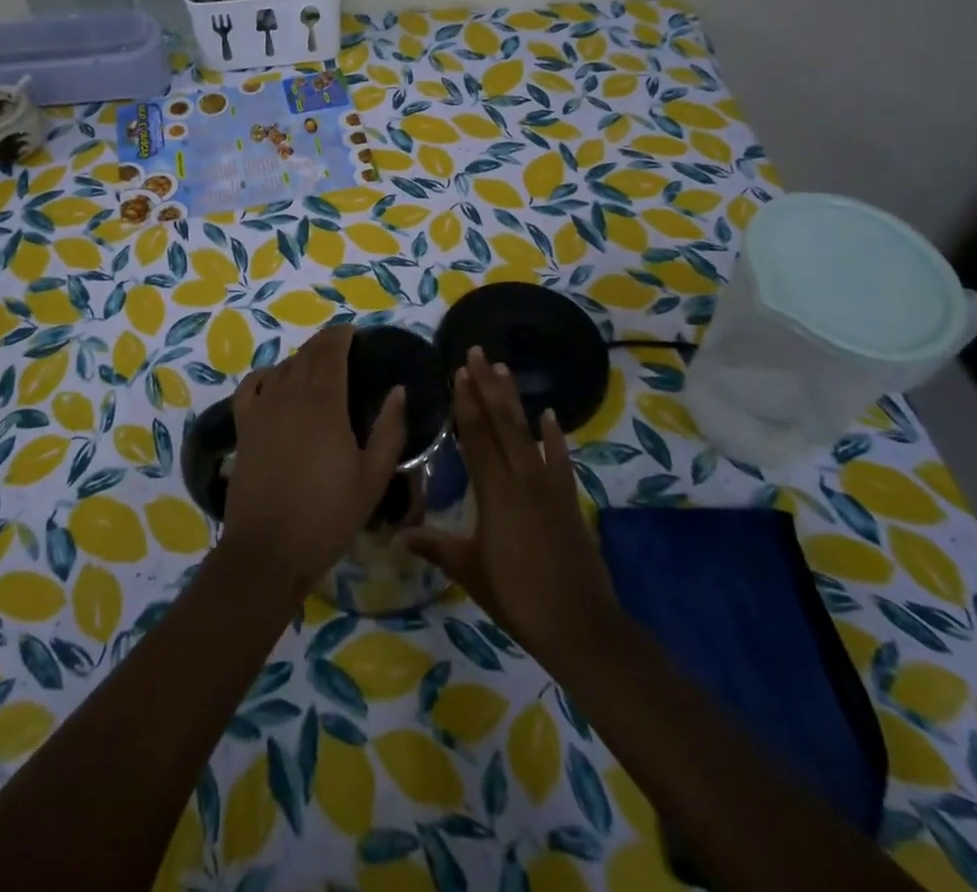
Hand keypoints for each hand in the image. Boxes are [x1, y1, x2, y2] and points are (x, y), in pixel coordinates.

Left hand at [220, 325, 406, 593]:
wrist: (269, 549)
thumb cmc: (328, 515)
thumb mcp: (373, 478)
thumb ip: (389, 430)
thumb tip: (399, 391)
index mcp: (325, 404)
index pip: (331, 353)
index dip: (341, 336)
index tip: (353, 332)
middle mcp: (290, 396)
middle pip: (306, 355)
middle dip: (324, 343)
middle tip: (340, 344)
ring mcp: (262, 410)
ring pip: (282, 368)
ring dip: (300, 358)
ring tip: (315, 364)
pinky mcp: (243, 427)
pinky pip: (250, 387)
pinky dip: (264, 375)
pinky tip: (274, 380)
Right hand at [403, 347, 620, 665]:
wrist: (579, 624)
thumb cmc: (517, 596)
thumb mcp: (470, 570)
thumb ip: (435, 545)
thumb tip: (397, 533)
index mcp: (495, 491)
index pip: (476, 436)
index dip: (466, 402)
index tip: (458, 371)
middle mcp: (522, 478)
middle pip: (501, 422)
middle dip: (487, 385)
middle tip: (477, 352)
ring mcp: (549, 485)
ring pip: (527, 432)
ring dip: (514, 399)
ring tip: (503, 369)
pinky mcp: (567, 498)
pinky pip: (559, 458)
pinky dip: (553, 436)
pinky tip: (549, 415)